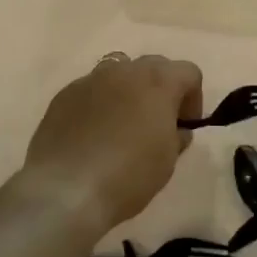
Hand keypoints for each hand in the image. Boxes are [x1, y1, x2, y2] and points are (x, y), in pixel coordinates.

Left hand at [23, 53, 202, 233]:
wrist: (65, 191)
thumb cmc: (128, 175)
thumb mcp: (167, 161)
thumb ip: (176, 136)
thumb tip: (175, 129)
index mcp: (158, 82)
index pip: (189, 72)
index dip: (193, 98)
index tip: (185, 126)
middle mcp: (124, 70)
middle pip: (153, 66)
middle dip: (161, 89)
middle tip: (157, 123)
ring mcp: (90, 80)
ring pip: (118, 73)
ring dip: (128, 91)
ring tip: (123, 125)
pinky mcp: (63, 95)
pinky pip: (90, 90)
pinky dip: (99, 104)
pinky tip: (92, 135)